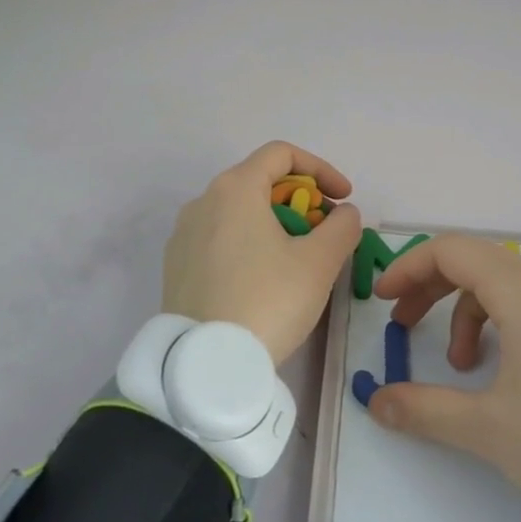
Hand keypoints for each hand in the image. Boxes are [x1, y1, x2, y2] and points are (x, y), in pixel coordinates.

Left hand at [162, 141, 362, 364]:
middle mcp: (203, 201)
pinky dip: (250, 244)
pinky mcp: (176, 266)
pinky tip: (265, 280)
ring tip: (298, 260)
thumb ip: (342, 227)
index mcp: (235, 188)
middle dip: (301, 201)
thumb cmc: (267, 301)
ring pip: (240, 212)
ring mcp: (184, 235)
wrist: (206, 367)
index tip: (343, 200)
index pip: (282, 154)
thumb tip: (343, 214)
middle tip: (324, 234)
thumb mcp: (319, 263)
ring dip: (276, 224)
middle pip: (260, 182)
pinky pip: (220, 239)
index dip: (321, 170)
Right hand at [368, 235, 520, 521]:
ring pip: (502, 282)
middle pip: (474, 261)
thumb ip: (425, 409)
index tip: (382, 298)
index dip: (409, 268)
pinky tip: (499, 365)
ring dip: (465, 310)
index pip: (451, 251)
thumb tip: (376, 402)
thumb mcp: (489, 429)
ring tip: (459, 364)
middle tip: (403, 323)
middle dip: (430, 287)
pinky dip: (499, 319)